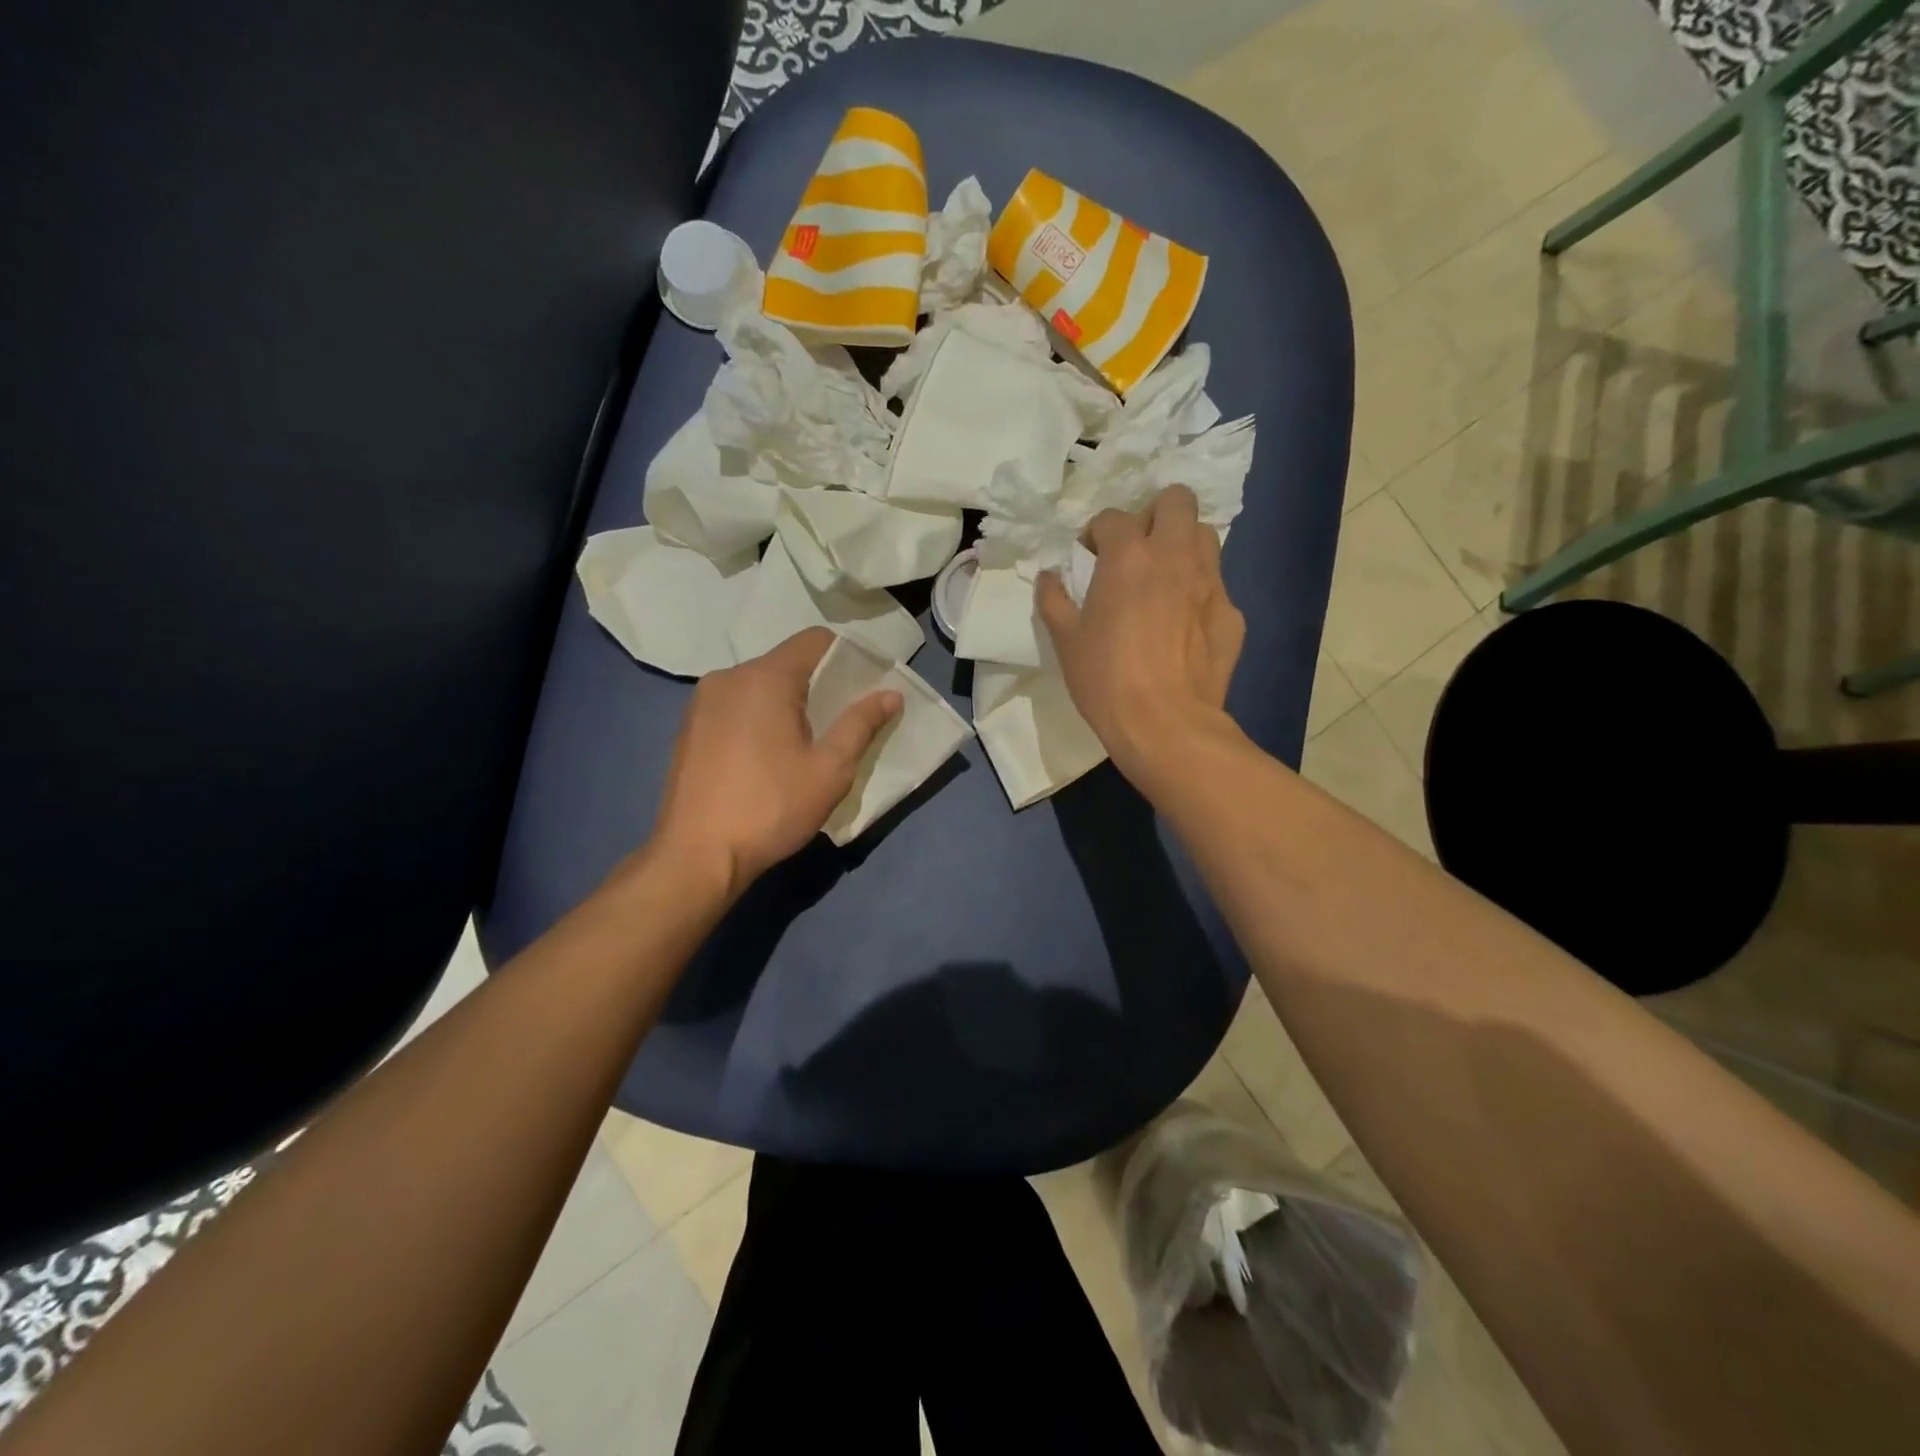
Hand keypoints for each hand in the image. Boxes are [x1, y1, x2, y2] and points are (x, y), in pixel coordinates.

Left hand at [650, 628, 902, 895]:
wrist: (696, 857)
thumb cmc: (771, 808)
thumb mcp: (829, 769)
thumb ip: (861, 724)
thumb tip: (891, 694)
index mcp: (764, 678)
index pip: (815, 641)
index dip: (848, 657)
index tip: (868, 687)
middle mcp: (728, 677)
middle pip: (787, 662)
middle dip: (820, 684)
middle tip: (844, 720)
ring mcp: (702, 702)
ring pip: (760, 685)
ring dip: (788, 703)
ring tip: (808, 742)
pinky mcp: (689, 727)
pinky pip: (736, 705)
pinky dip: (760, 717)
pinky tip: (769, 756)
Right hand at [1037, 485, 1243, 783]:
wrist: (1166, 725)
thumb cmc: (1106, 680)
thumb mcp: (1065, 641)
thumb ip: (1054, 600)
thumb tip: (1048, 576)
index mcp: (1129, 557)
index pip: (1112, 516)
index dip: (1097, 533)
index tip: (1090, 558)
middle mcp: (1175, 556)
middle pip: (1176, 500)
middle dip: (1154, 515)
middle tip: (1137, 550)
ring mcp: (1211, 583)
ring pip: (1205, 536)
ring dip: (1183, 545)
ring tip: (1164, 578)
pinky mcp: (1232, 614)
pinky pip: (1216, 586)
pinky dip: (1199, 593)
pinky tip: (1184, 626)